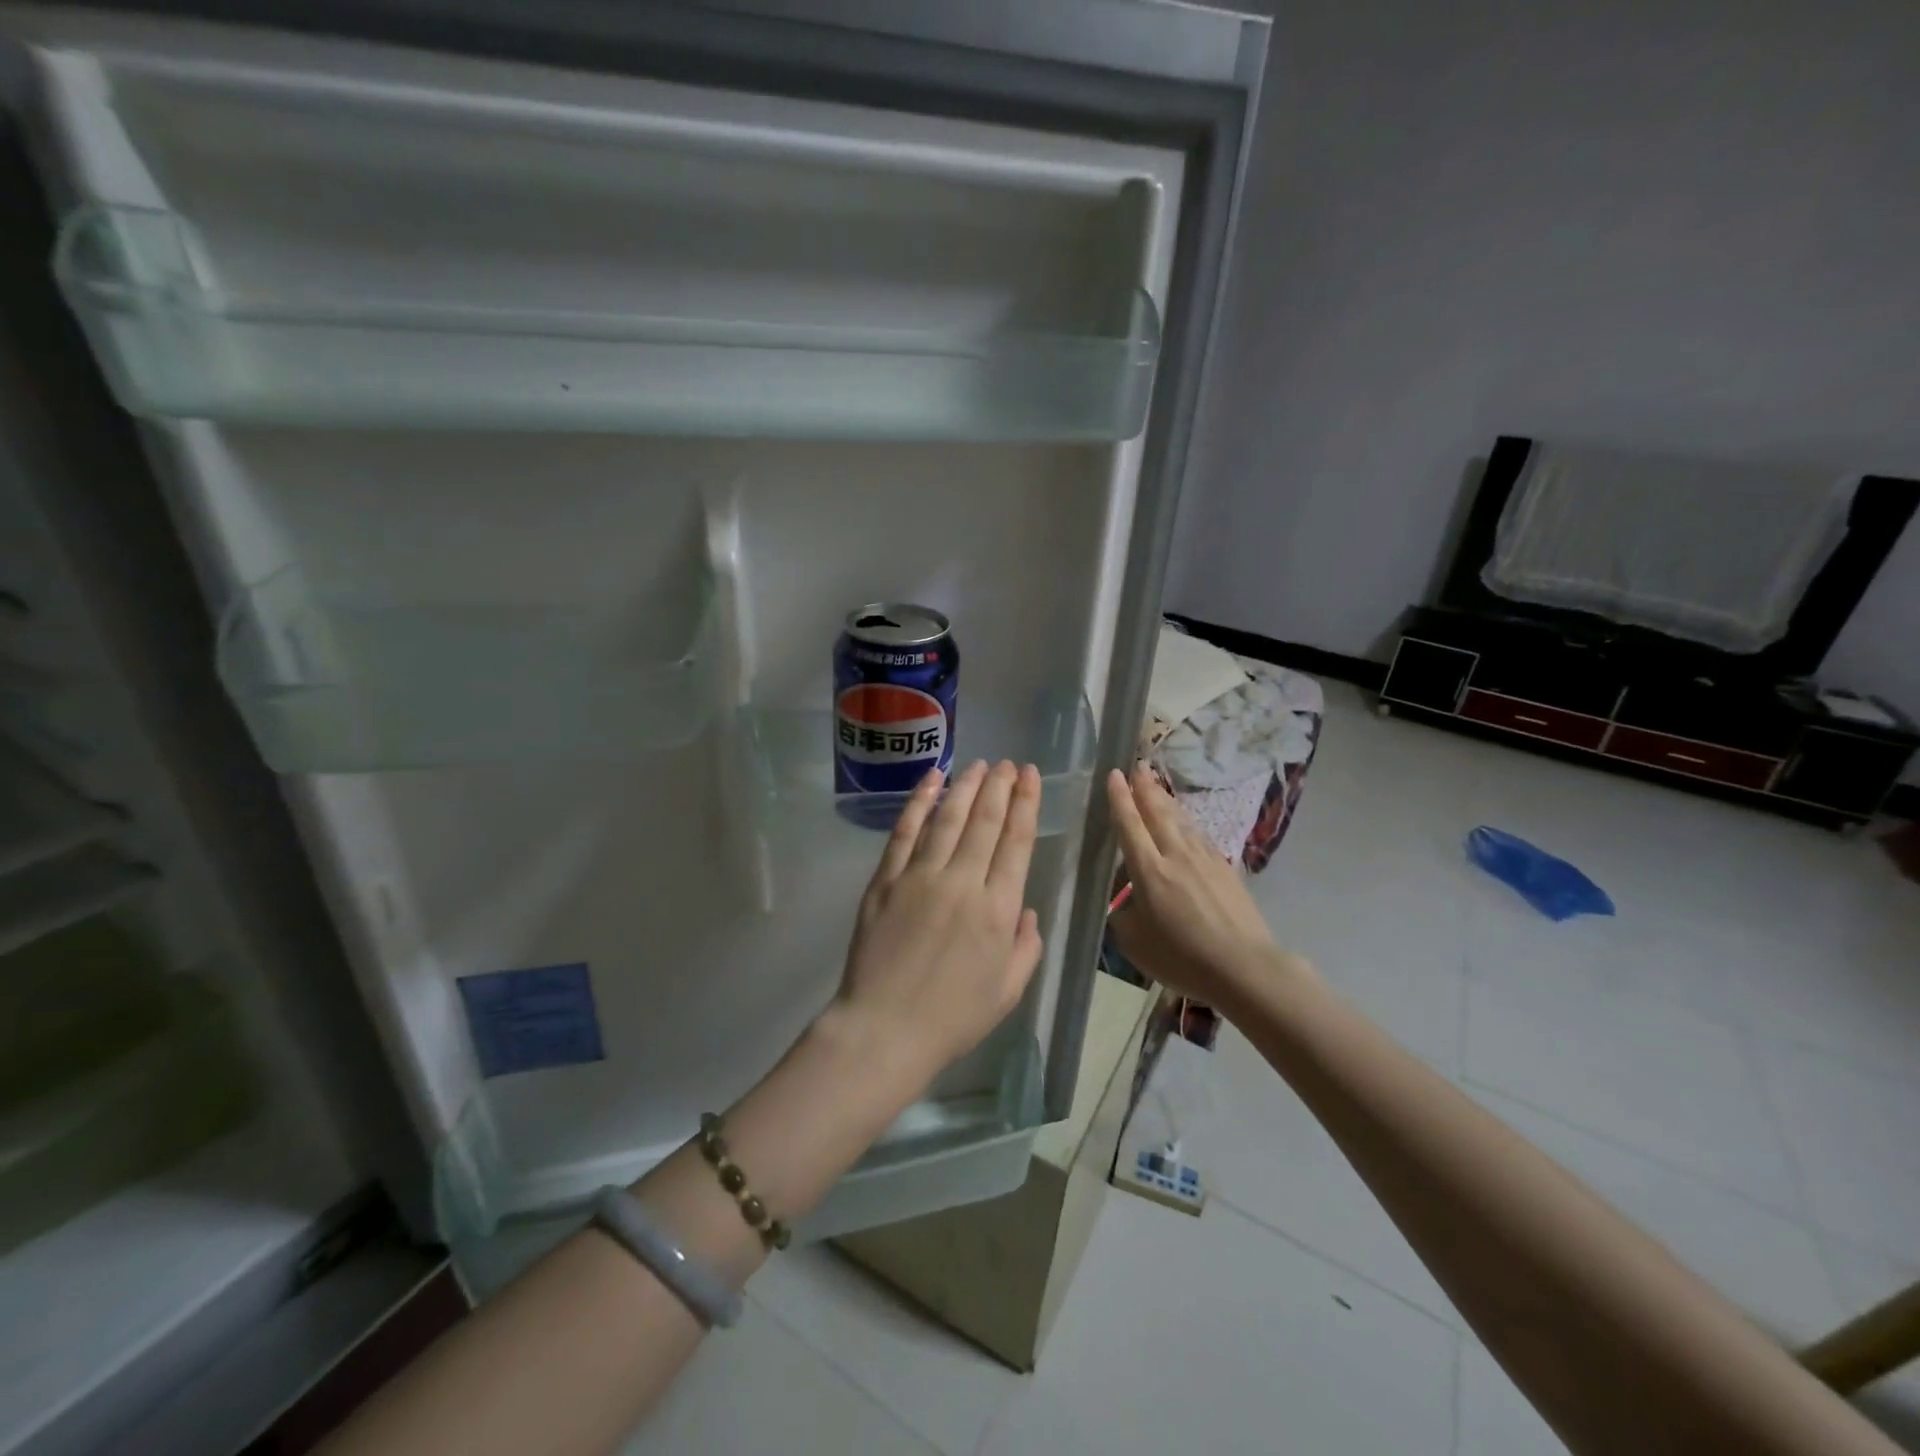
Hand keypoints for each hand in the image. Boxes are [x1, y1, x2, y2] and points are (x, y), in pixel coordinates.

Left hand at [826, 759, 1045, 1093]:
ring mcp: (920, 877)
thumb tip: (1026, 911)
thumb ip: (1025, 947)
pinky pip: (906, 832)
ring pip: (948, 818)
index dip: (1026, 804)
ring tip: (980, 765)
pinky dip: (920, 802)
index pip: (1017, 842)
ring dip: (967, 787)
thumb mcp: (1007, 992)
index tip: (1031, 777)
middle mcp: (963, 882)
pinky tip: (933, 780)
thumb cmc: (952, 1018)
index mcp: (997, 910)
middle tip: (1009, 764)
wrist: (884, 1030)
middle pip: (985, 821)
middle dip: (1000, 787)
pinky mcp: (886, 880)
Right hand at [1105, 765, 1308, 1009]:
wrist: (1244, 966)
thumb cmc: (1182, 957)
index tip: (1114, 774)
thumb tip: (1125, 901)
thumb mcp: (1134, 942)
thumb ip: (1123, 915)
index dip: (1120, 798)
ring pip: (1181, 820)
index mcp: (1148, 871)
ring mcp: (1204, 859)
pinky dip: (1188, 823)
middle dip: (1145, 787)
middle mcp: (1175, 855)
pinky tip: (1187, 823)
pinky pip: (1199, 836)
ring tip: (1157, 785)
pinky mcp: (1226, 868)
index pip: (1129, 825)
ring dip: (1166, 800)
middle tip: (1138, 766)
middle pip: (1158, 812)